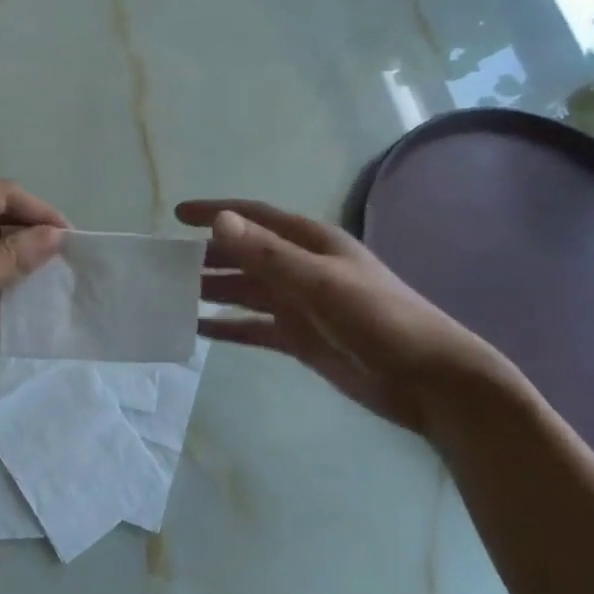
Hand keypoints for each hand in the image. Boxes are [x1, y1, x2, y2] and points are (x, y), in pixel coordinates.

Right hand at [175, 198, 518, 436]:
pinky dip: (228, 327)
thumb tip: (219, 222)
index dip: (216, 212)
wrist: (429, 381)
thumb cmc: (379, 319)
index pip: (254, 218)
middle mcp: (301, 268)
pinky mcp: (300, 339)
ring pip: (245, 292)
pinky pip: (253, 327)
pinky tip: (200, 330)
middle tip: (164, 264)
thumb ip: (268, 255)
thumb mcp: (321, 283)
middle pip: (244, 255)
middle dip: (207, 256)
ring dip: (212, 291)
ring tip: (172, 296)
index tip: (177, 215)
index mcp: (311, 243)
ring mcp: (300, 305)